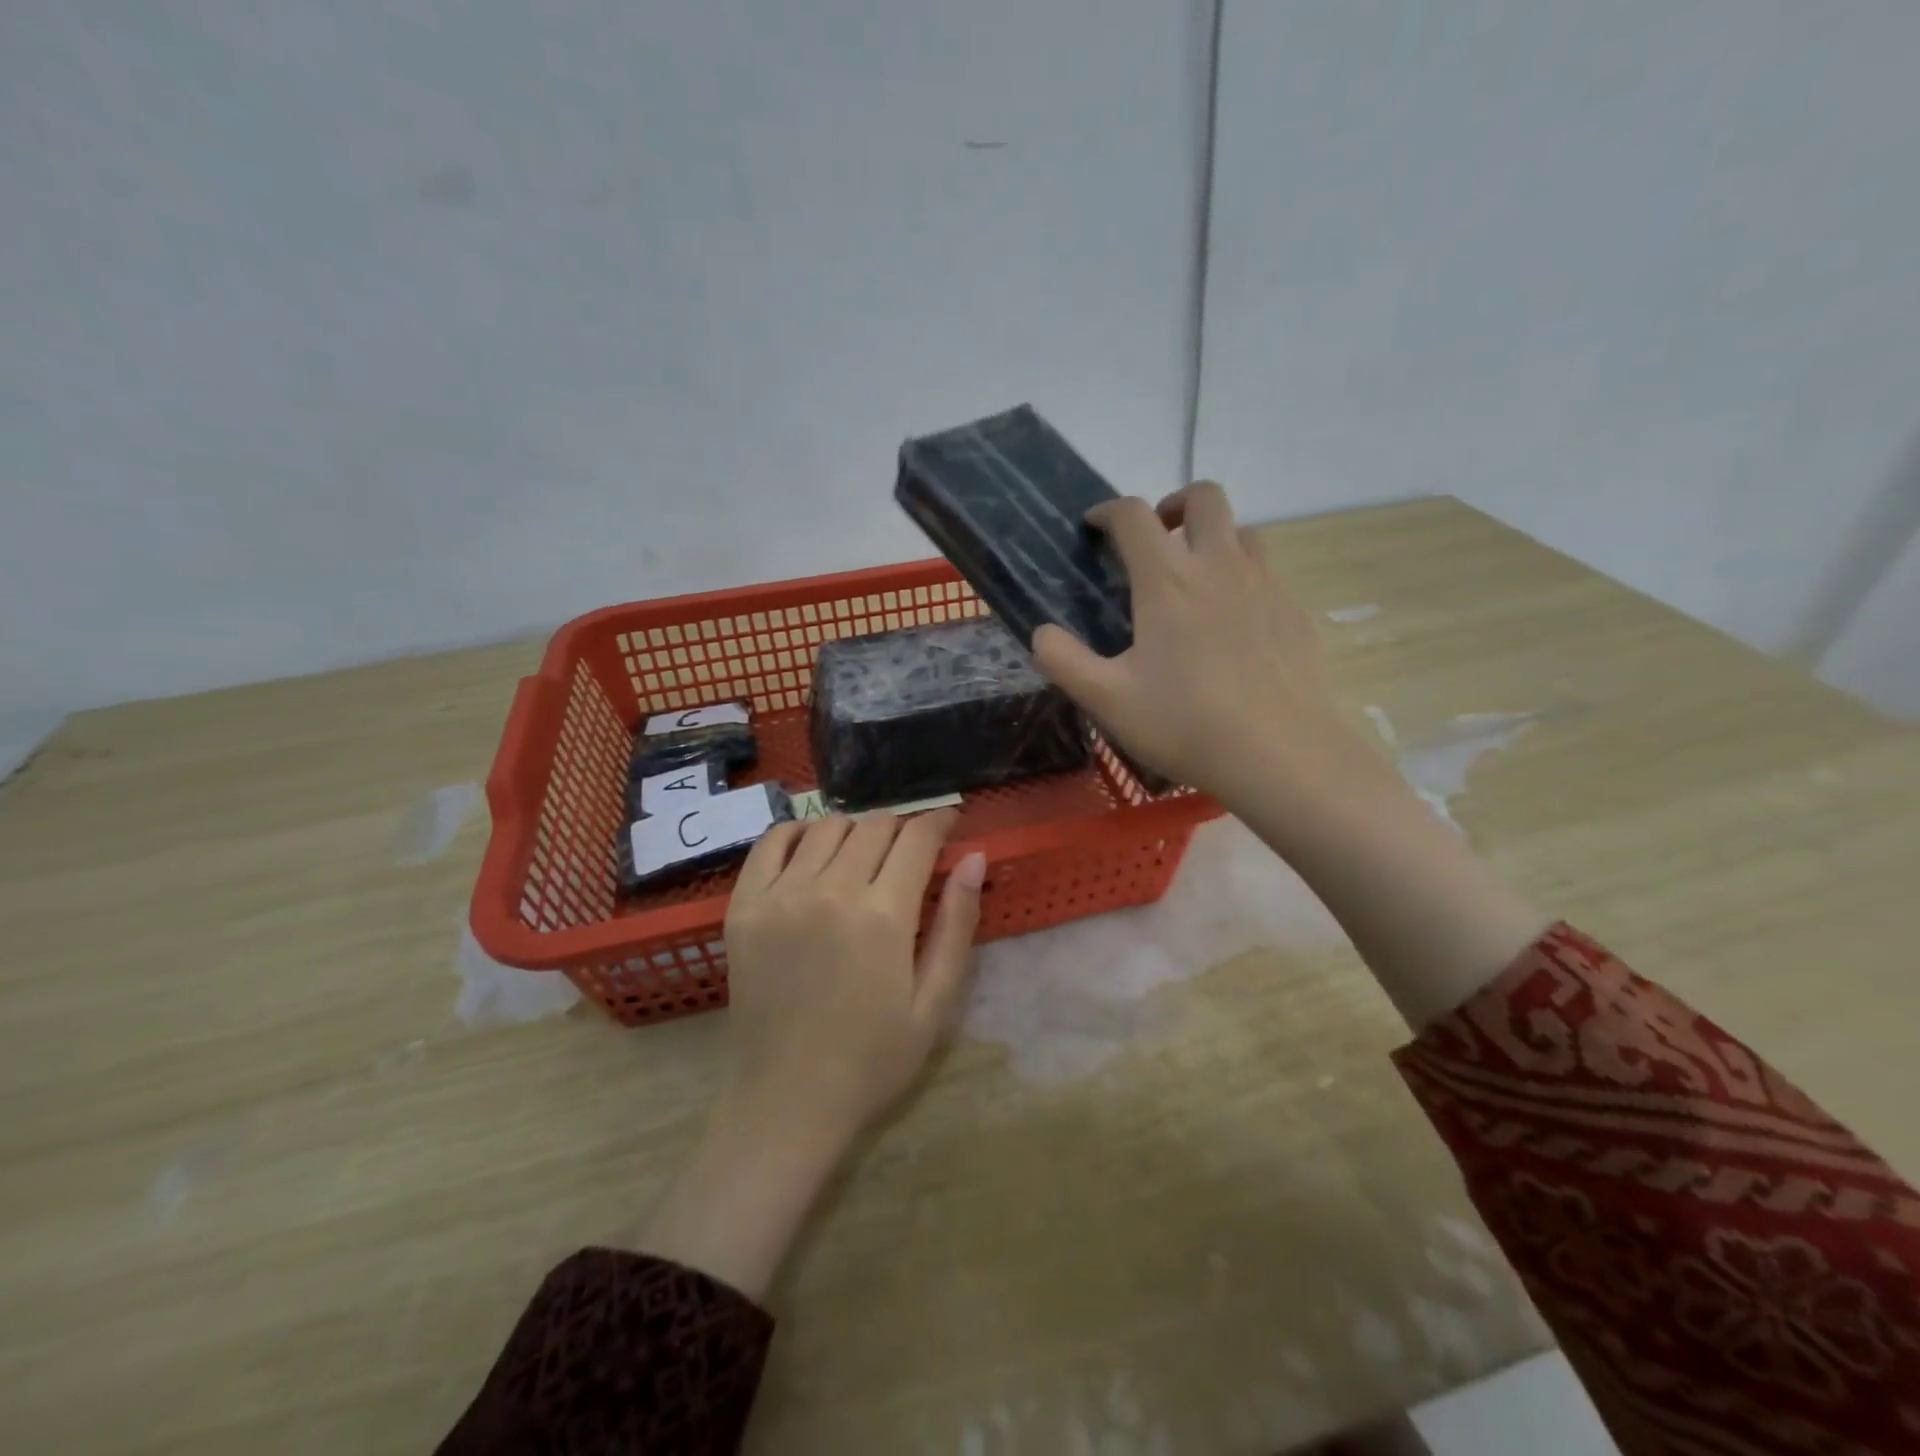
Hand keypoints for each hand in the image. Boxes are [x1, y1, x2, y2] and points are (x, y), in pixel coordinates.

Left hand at [723, 808, 985, 1140]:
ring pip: (827, 827)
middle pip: (873, 826)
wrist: (788, 1102)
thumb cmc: (873, 1060)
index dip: (939, 821)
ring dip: (855, 830)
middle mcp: (830, 891)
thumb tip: (973, 856)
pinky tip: (813, 848)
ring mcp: (780, 896)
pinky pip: (771, 842)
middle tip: (910, 851)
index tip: (949, 822)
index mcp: (883, 916)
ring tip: (865, 855)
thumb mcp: (935, 1003)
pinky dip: (797, 832)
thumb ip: (957, 924)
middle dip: (901, 827)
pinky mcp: (744, 907)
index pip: (916, 838)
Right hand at [1032, 482, 1370, 805]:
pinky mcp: (1295, 612)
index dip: (1108, 511)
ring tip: (1195, 577)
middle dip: (1173, 504)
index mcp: (1168, 581)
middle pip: (1204, 497)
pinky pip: (1267, 573)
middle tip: (1156, 539)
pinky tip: (1233, 625)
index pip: (1134, 516)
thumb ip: (1065, 662)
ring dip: (1213, 537)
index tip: (1095, 525)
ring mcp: (1265, 585)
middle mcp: (1220, 566)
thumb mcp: (1108, 701)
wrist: (1281, 755)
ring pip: (1243, 530)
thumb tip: (1040, 634)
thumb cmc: (1186, 724)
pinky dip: (1242, 578)